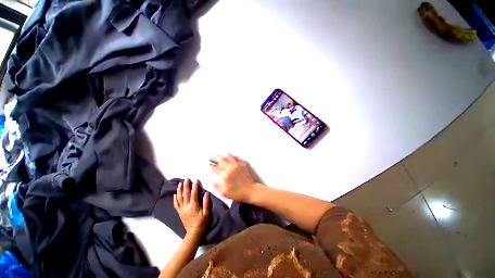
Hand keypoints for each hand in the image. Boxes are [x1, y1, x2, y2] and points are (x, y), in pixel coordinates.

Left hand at [174, 179, 210, 236]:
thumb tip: (206, 193)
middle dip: (186, 185)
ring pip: (179, 197)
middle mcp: (186, 206)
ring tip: (180, 183)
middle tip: (186, 179)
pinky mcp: (179, 212)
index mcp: (193, 205)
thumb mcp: (206, 213)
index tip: (196, 180)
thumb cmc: (202, 222)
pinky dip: (175, 198)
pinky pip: (176, 204)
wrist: (193, 232)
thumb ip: (206, 203)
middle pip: (185, 194)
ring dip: (179, 190)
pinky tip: (175, 194)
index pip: (194, 193)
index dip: (195, 186)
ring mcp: (182, 209)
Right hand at [211, 154, 261, 201]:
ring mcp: (237, 166)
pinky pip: (237, 158)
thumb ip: (216, 186)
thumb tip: (210, 180)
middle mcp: (230, 168)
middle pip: (222, 161)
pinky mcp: (243, 165)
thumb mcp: (224, 193)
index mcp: (225, 175)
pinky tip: (231, 155)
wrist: (251, 191)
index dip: (211, 167)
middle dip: (216, 159)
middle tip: (213, 158)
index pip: (216, 169)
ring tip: (221, 155)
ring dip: (224, 156)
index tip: (208, 166)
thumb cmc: (238, 194)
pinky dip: (233, 156)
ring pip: (229, 158)